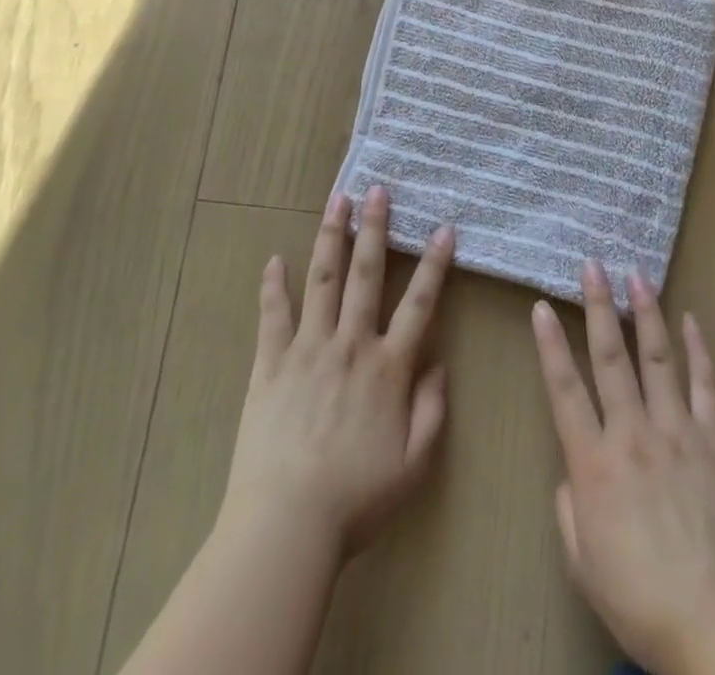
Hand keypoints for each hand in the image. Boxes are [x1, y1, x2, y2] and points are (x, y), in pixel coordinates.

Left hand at [219, 185, 454, 556]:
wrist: (287, 525)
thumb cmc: (356, 499)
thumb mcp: (414, 464)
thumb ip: (432, 410)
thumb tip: (438, 363)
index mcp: (388, 367)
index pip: (419, 303)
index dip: (435, 263)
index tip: (444, 228)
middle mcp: (350, 344)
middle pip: (366, 274)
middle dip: (375, 228)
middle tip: (378, 190)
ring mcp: (307, 350)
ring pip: (322, 280)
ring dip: (332, 237)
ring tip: (337, 201)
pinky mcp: (270, 365)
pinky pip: (273, 317)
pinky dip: (273, 287)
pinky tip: (275, 259)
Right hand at [531, 260, 714, 674]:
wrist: (714, 623)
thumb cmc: (638, 598)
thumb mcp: (582, 561)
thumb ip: (570, 506)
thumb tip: (573, 472)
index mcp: (594, 463)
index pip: (564, 389)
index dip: (550, 345)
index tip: (541, 306)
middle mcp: (632, 433)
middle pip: (610, 357)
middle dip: (598, 306)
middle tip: (592, 265)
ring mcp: (676, 432)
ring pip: (657, 358)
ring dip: (645, 313)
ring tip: (636, 275)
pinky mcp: (713, 442)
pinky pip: (705, 386)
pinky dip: (698, 350)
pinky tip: (690, 320)